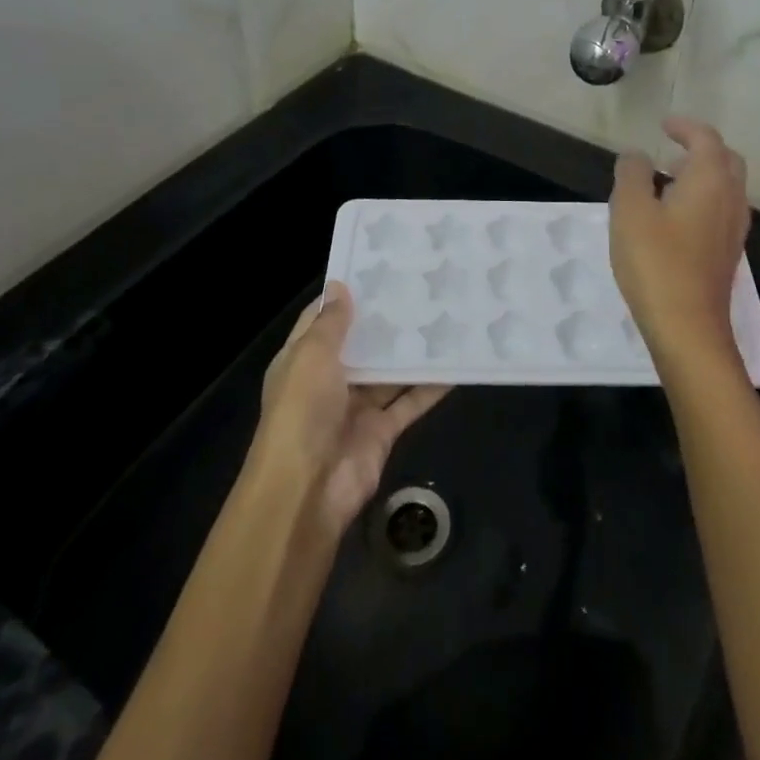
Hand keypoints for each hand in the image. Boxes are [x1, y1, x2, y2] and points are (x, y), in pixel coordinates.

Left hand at [249, 282, 449, 537]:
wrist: (307, 491)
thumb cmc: (302, 412)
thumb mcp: (311, 357)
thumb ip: (331, 323)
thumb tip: (339, 285)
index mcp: (302, 360)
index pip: (323, 319)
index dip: (346, 295)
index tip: (379, 268)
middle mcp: (329, 380)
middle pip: (361, 344)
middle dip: (386, 320)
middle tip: (422, 286)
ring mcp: (357, 407)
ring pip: (389, 372)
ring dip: (412, 351)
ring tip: (444, 316)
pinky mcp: (382, 431)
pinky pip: (410, 401)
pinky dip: (431, 386)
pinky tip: (456, 363)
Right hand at [609, 117, 750, 384]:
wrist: (688, 328)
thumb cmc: (656, 262)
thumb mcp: (630, 210)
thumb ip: (632, 174)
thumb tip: (636, 154)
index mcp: (711, 180)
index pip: (706, 139)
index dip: (685, 127)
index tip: (664, 124)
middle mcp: (731, 200)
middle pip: (726, 161)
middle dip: (701, 148)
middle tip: (671, 149)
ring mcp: (733, 230)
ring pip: (726, 188)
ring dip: (702, 175)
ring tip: (667, 180)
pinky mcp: (727, 254)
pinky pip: (721, 211)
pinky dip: (702, 199)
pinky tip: (675, 218)